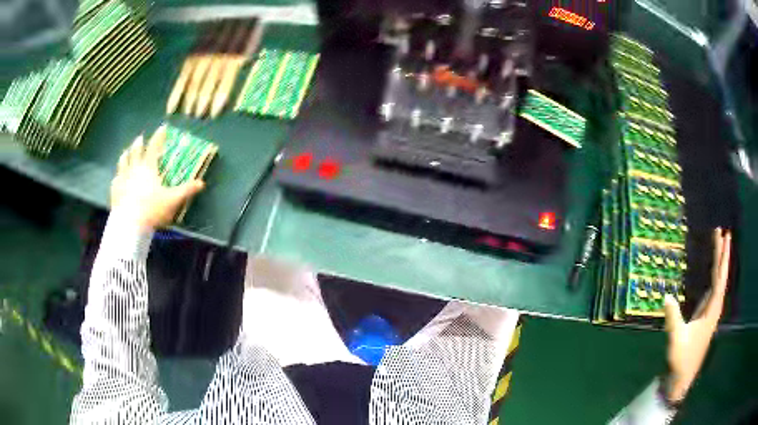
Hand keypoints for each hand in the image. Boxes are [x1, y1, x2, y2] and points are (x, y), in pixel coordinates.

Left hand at [110, 126, 204, 230]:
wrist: (130, 224)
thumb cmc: (152, 209)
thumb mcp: (173, 200)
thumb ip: (186, 190)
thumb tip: (201, 183)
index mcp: (148, 167)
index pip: (154, 147)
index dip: (159, 136)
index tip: (162, 128)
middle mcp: (134, 168)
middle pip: (135, 151)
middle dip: (139, 143)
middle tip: (140, 138)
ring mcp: (123, 179)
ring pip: (123, 162)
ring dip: (125, 155)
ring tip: (126, 152)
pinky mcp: (115, 191)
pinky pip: (116, 179)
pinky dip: (118, 176)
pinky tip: (118, 177)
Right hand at [663, 228, 731, 402]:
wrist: (683, 378)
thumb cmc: (682, 360)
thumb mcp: (676, 340)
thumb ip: (673, 319)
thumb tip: (666, 296)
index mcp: (712, 310)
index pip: (719, 278)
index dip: (721, 257)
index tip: (722, 236)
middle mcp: (714, 307)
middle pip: (721, 276)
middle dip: (723, 254)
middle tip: (724, 232)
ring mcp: (711, 311)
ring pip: (719, 282)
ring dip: (721, 263)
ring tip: (721, 246)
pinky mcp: (706, 315)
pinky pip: (714, 289)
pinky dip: (715, 275)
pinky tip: (713, 271)